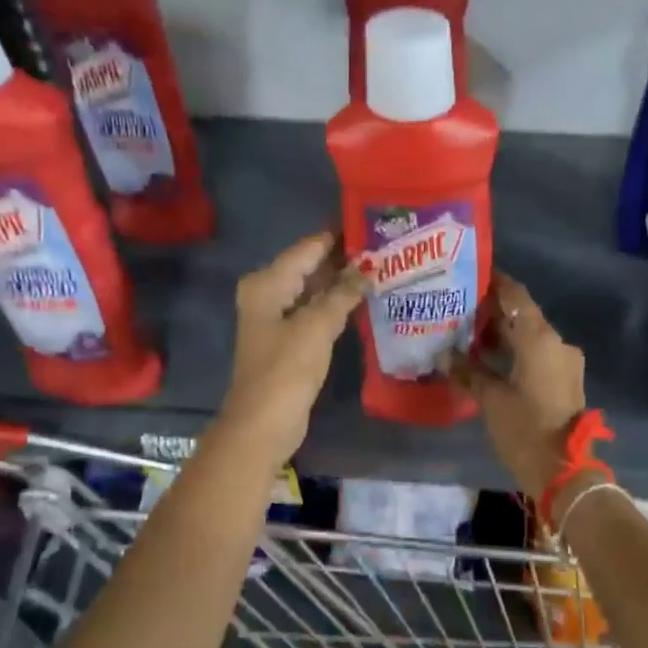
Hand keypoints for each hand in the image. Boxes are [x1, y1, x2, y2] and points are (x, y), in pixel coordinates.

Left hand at [217, 232, 364, 462]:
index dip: (337, 237)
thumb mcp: (317, 327)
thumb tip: (366, 270)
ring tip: (380, 269)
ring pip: (314, 291)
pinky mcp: (288, 341)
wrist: (264, 423)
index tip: (370, 224)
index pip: (307, 248)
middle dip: (342, 259)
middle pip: (309, 267)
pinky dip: (335, 306)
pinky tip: (362, 301)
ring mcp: (277, 318)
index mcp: (267, 283)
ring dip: (341, 283)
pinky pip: (314, 312)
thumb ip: (342, 294)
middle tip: (383, 248)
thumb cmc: (286, 369)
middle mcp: (268, 294)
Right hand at [448, 272, 587, 502]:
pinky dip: (514, 351)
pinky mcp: (565, 379)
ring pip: (530, 336)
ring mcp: (564, 361)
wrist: (563, 469)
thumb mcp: (490, 399)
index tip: (470, 275)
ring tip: (467, 334)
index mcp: (539, 338)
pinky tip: (488, 358)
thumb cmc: (524, 429)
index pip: (516, 296)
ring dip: (503, 334)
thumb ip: (468, 371)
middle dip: (492, 312)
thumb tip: (444, 354)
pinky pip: (537, 354)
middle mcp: (556, 342)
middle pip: (523, 315)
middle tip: (458, 308)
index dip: (495, 283)